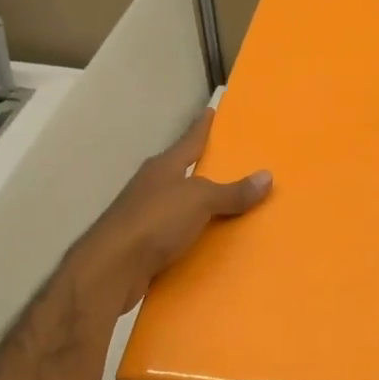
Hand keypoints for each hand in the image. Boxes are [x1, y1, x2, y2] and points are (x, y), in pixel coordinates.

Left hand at [67, 109, 271, 315]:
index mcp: (164, 167)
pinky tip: (211, 241)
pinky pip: (178, 233)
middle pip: (184, 171)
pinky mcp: (144, 244)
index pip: (189, 140)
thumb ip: (232, 191)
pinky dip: (195, 235)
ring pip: (181, 203)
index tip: (212, 110)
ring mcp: (146, 215)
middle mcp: (153, 186)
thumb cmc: (155, 222)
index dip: (202, 126)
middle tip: (235, 162)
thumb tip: (267, 176)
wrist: (111, 269)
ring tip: (232, 205)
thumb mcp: (200, 200)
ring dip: (201, 205)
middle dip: (206, 167)